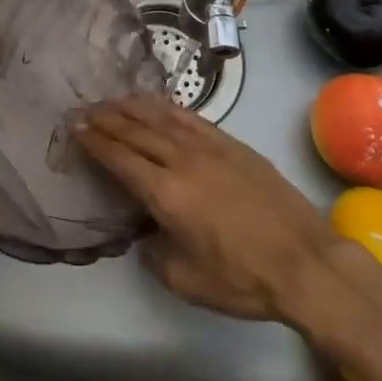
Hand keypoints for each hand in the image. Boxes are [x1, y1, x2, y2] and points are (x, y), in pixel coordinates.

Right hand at [74, 96, 340, 322]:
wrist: (306, 262)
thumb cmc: (243, 279)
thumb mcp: (186, 280)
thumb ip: (155, 253)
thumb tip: (146, 233)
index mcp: (166, 193)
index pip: (120, 158)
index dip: (95, 141)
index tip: (75, 127)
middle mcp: (183, 161)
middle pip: (137, 131)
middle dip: (107, 119)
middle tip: (85, 109)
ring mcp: (211, 148)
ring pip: (163, 118)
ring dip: (134, 107)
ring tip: (114, 99)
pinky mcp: (234, 145)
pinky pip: (192, 118)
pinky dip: (169, 108)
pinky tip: (159, 105)